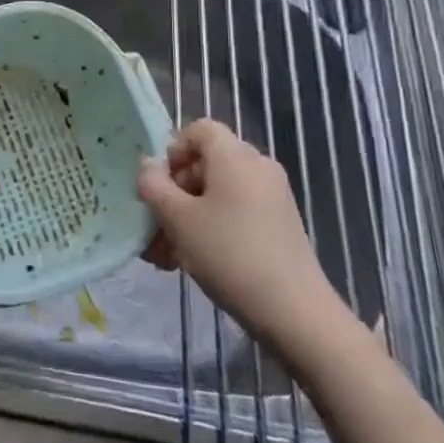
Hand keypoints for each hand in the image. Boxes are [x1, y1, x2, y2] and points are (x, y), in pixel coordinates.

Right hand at [138, 119, 351, 362]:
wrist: (294, 312)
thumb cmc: (229, 253)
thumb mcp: (178, 219)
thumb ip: (155, 187)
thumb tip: (149, 168)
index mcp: (235, 156)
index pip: (199, 129)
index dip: (174, 150)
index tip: (160, 185)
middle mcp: (257, 167)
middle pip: (207, 163)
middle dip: (176, 191)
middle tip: (156, 224)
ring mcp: (272, 197)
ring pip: (219, 193)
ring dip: (189, 215)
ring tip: (166, 253)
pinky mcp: (279, 225)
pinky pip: (236, 212)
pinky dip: (212, 227)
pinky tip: (192, 262)